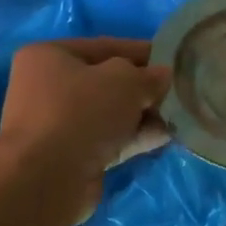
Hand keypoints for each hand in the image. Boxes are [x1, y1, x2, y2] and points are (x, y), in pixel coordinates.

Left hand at [0, 38, 170, 181]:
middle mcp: (48, 87)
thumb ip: (149, 75)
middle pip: (107, 82)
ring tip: (178, 117)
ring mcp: (57, 124)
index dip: (142, 52)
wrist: (47, 178)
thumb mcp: (125, 80)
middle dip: (144, 88)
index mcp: (50, 56)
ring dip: (143, 114)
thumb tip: (162, 76)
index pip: (105, 46)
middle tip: (177, 92)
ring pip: (110, 113)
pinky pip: (109, 138)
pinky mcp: (70, 155)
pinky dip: (134, 136)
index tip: (174, 60)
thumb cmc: (82, 112)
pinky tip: (164, 137)